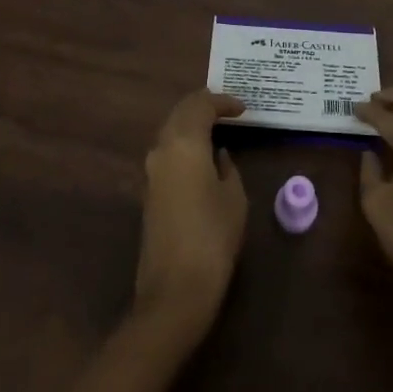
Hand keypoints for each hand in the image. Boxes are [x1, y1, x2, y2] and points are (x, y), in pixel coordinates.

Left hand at [132, 90, 247, 345]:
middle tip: (229, 110)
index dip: (223, 101)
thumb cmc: (213, 237)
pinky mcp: (148, 191)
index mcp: (184, 142)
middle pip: (180, 112)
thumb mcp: (234, 197)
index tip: (243, 108)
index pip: (201, 104)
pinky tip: (202, 154)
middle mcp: (161, 148)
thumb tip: (218, 154)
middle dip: (203, 106)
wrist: (174, 289)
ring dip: (191, 124)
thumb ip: (227, 167)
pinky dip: (184, 143)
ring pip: (170, 130)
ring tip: (218, 128)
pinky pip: (167, 151)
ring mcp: (151, 170)